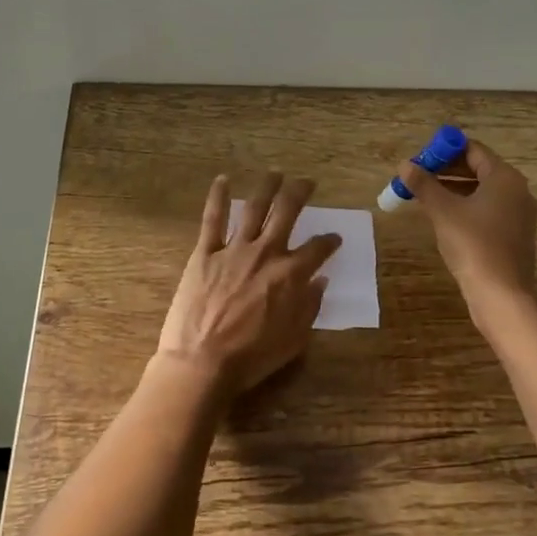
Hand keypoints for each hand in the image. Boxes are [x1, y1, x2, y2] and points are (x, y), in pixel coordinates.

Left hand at [156, 172, 341, 395]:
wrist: (202, 361)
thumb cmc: (252, 356)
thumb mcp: (294, 338)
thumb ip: (310, 306)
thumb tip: (321, 281)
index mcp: (291, 274)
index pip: (318, 248)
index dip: (330, 241)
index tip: (334, 239)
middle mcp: (267, 252)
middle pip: (288, 211)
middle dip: (300, 192)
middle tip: (307, 182)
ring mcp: (234, 249)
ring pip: (254, 207)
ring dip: (267, 187)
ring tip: (275, 174)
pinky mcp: (206, 253)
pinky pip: (213, 219)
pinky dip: (218, 197)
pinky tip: (223, 180)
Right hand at [400, 140, 536, 303]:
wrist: (501, 295)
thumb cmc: (473, 245)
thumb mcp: (443, 211)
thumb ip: (423, 184)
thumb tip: (404, 165)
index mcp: (505, 178)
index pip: (473, 150)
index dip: (446, 150)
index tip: (421, 159)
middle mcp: (518, 190)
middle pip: (480, 169)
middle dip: (448, 170)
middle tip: (419, 177)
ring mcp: (520, 214)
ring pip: (483, 191)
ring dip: (455, 189)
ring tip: (426, 196)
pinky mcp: (516, 235)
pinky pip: (489, 210)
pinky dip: (468, 207)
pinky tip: (446, 218)